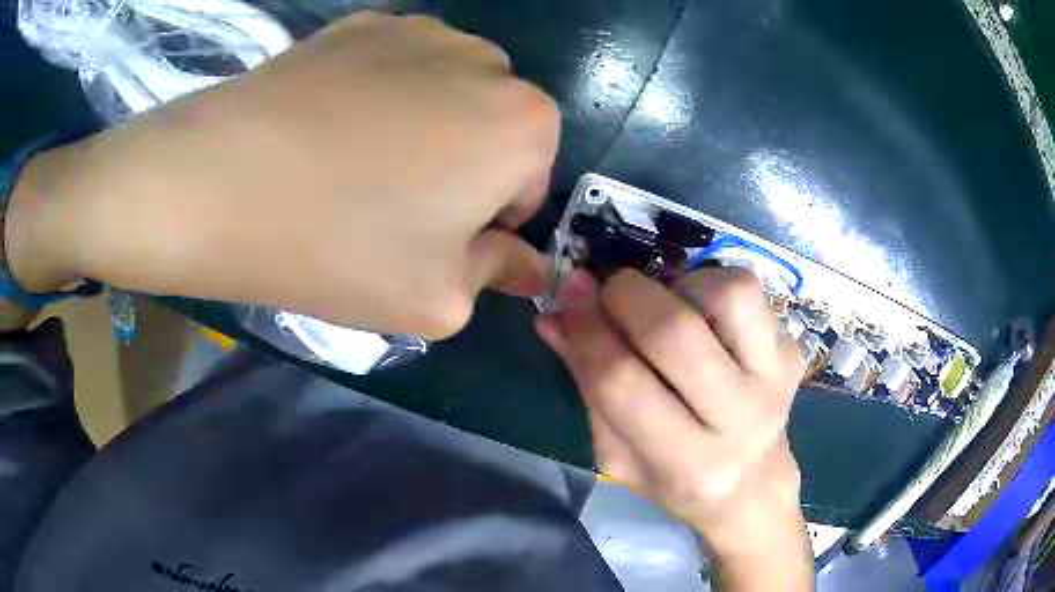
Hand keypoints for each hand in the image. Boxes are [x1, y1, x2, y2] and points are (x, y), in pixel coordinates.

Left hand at [6, 12, 558, 338]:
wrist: (218, 181)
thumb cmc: (338, 248)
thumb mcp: (437, 298)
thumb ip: (498, 274)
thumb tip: (527, 265)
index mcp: (522, 124)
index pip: (531, 181)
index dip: (490, 219)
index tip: (438, 240)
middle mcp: (487, 61)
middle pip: (493, 128)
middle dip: (463, 168)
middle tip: (396, 206)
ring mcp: (420, 30)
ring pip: (447, 91)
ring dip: (425, 128)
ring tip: (358, 163)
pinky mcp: (362, 25)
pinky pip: (396, 68)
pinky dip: (381, 97)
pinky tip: (330, 128)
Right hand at [536, 268, 812, 589]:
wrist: (753, 485)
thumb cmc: (679, 481)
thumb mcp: (619, 455)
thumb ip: (588, 386)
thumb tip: (555, 316)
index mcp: (688, 464)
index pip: (623, 383)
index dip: (587, 331)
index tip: (567, 298)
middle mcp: (741, 421)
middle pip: (676, 333)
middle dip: (626, 296)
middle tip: (609, 293)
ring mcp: (777, 379)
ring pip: (728, 295)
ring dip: (681, 285)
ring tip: (666, 305)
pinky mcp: (792, 350)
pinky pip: (748, 291)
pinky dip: (711, 285)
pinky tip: (700, 312)